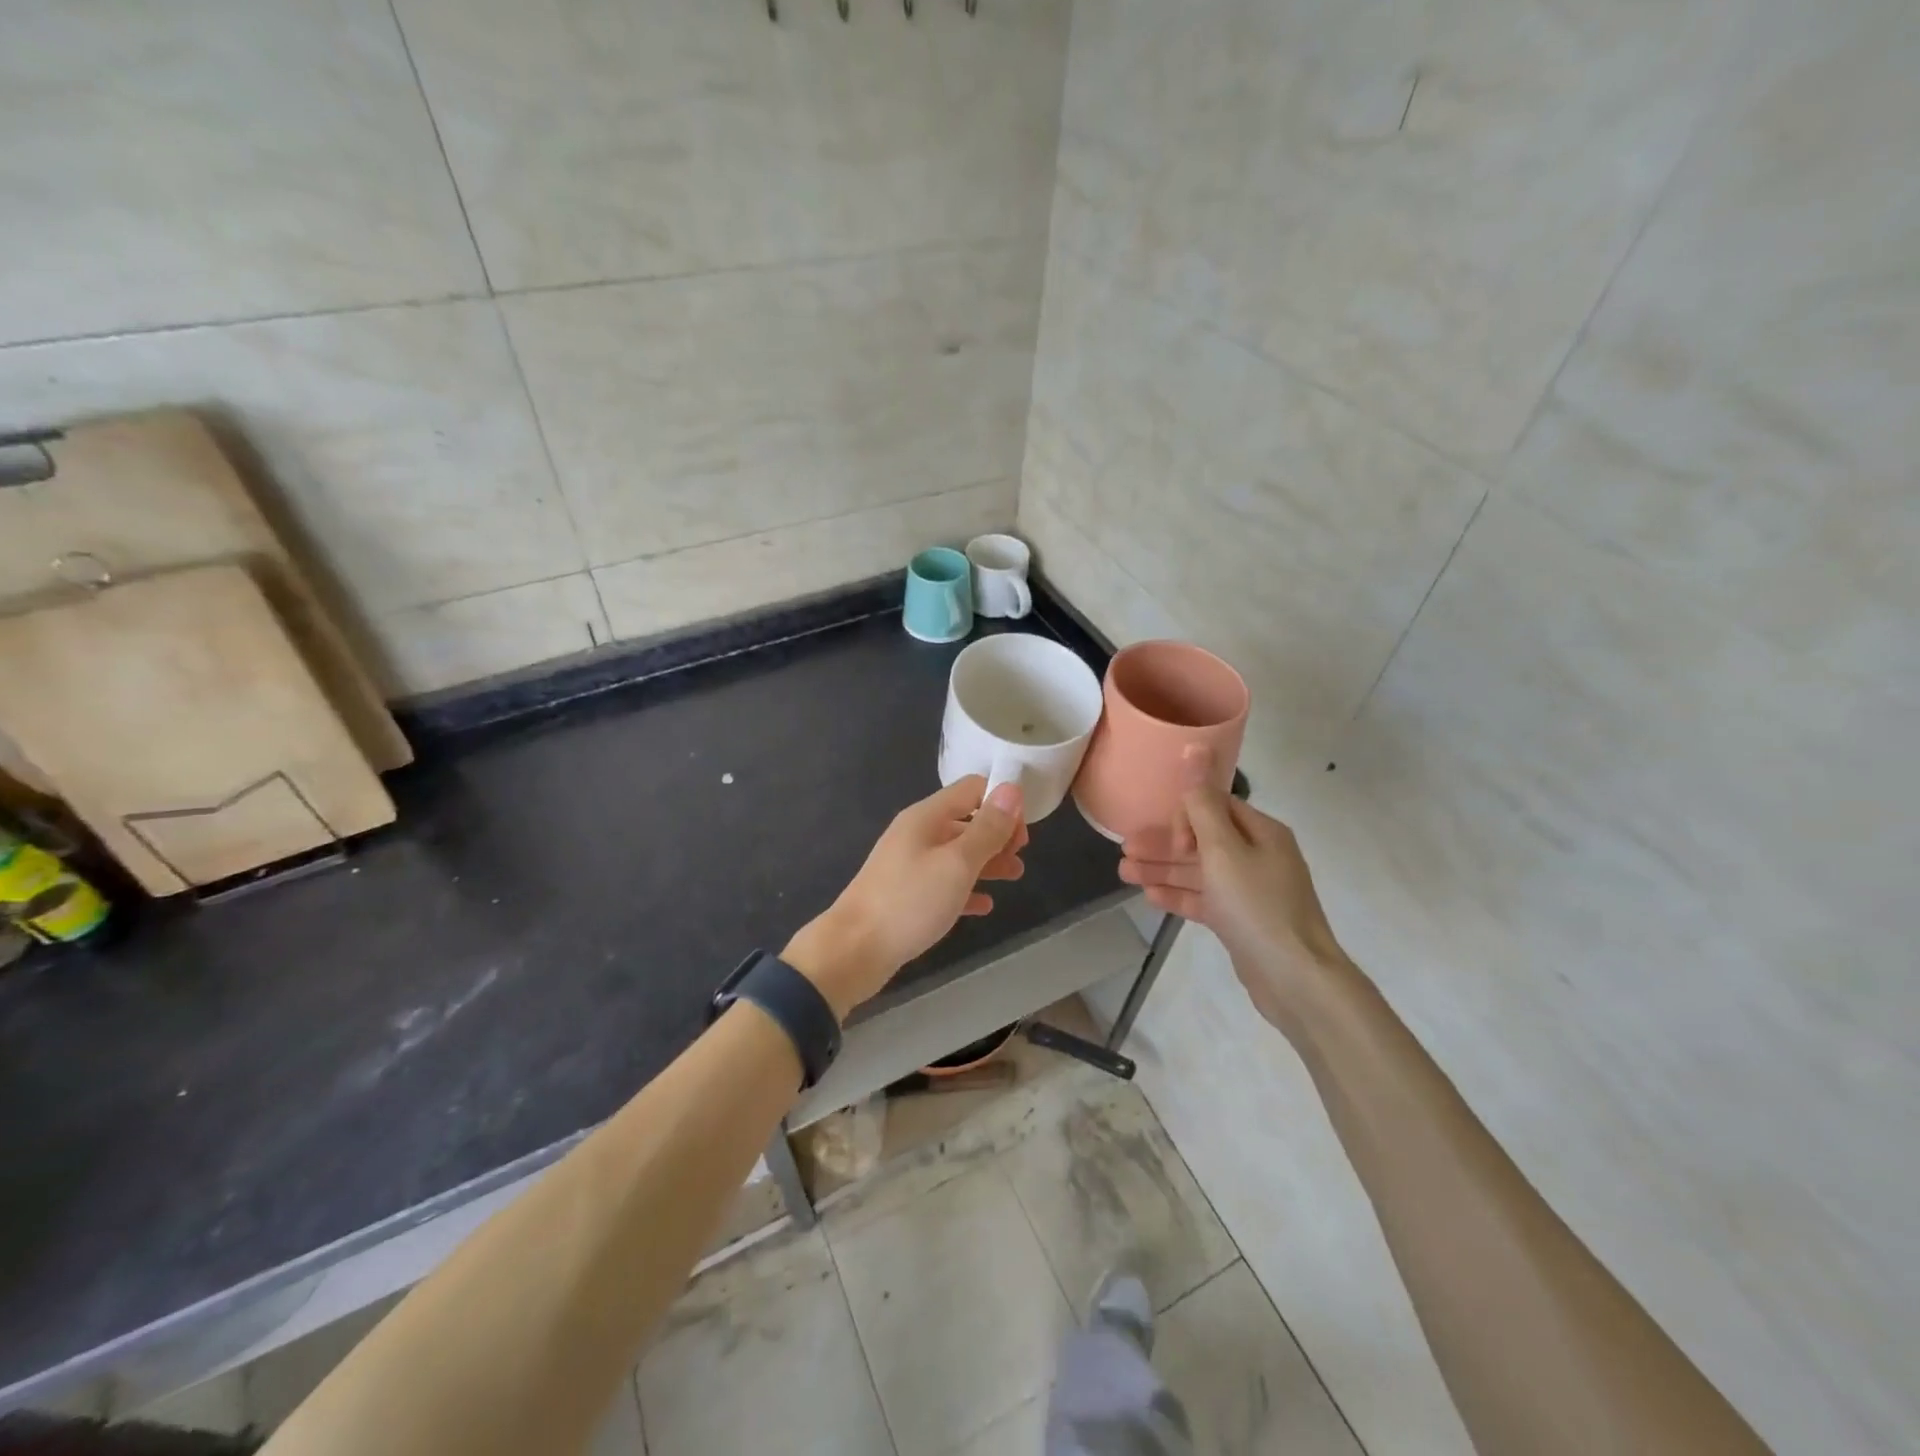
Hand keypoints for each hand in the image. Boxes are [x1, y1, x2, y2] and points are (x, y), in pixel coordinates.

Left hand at [784, 777, 1027, 1019]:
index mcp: (927, 817)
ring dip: (987, 861)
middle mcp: (917, 833)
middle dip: (997, 834)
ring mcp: (909, 864)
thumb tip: (1011, 789)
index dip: (1002, 803)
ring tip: (1014, 877)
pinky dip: (966, 889)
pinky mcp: (906, 894)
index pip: (972, 789)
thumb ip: (987, 828)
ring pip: (957, 853)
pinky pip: (944, 883)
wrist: (853, 950)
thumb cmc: (909, 901)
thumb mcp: (957, 863)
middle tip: (1020, 858)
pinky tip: (985, 905)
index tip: (1023, 834)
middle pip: (966, 820)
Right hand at [1118, 756, 1349, 1033]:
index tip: (1167, 838)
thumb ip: (1202, 803)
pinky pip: (1205, 899)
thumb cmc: (1257, 905)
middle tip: (1124, 850)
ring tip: (1124, 873)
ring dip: (1163, 869)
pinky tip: (1150, 897)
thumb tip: (1195, 747)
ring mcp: (1251, 890)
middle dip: (1163, 844)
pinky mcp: (1242, 921)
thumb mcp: (1223, 850)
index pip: (1215, 807)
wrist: (1296, 978)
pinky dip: (1179, 895)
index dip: (1184, 816)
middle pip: (1203, 840)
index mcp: (1261, 832)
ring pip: (1199, 871)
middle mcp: (1258, 856)